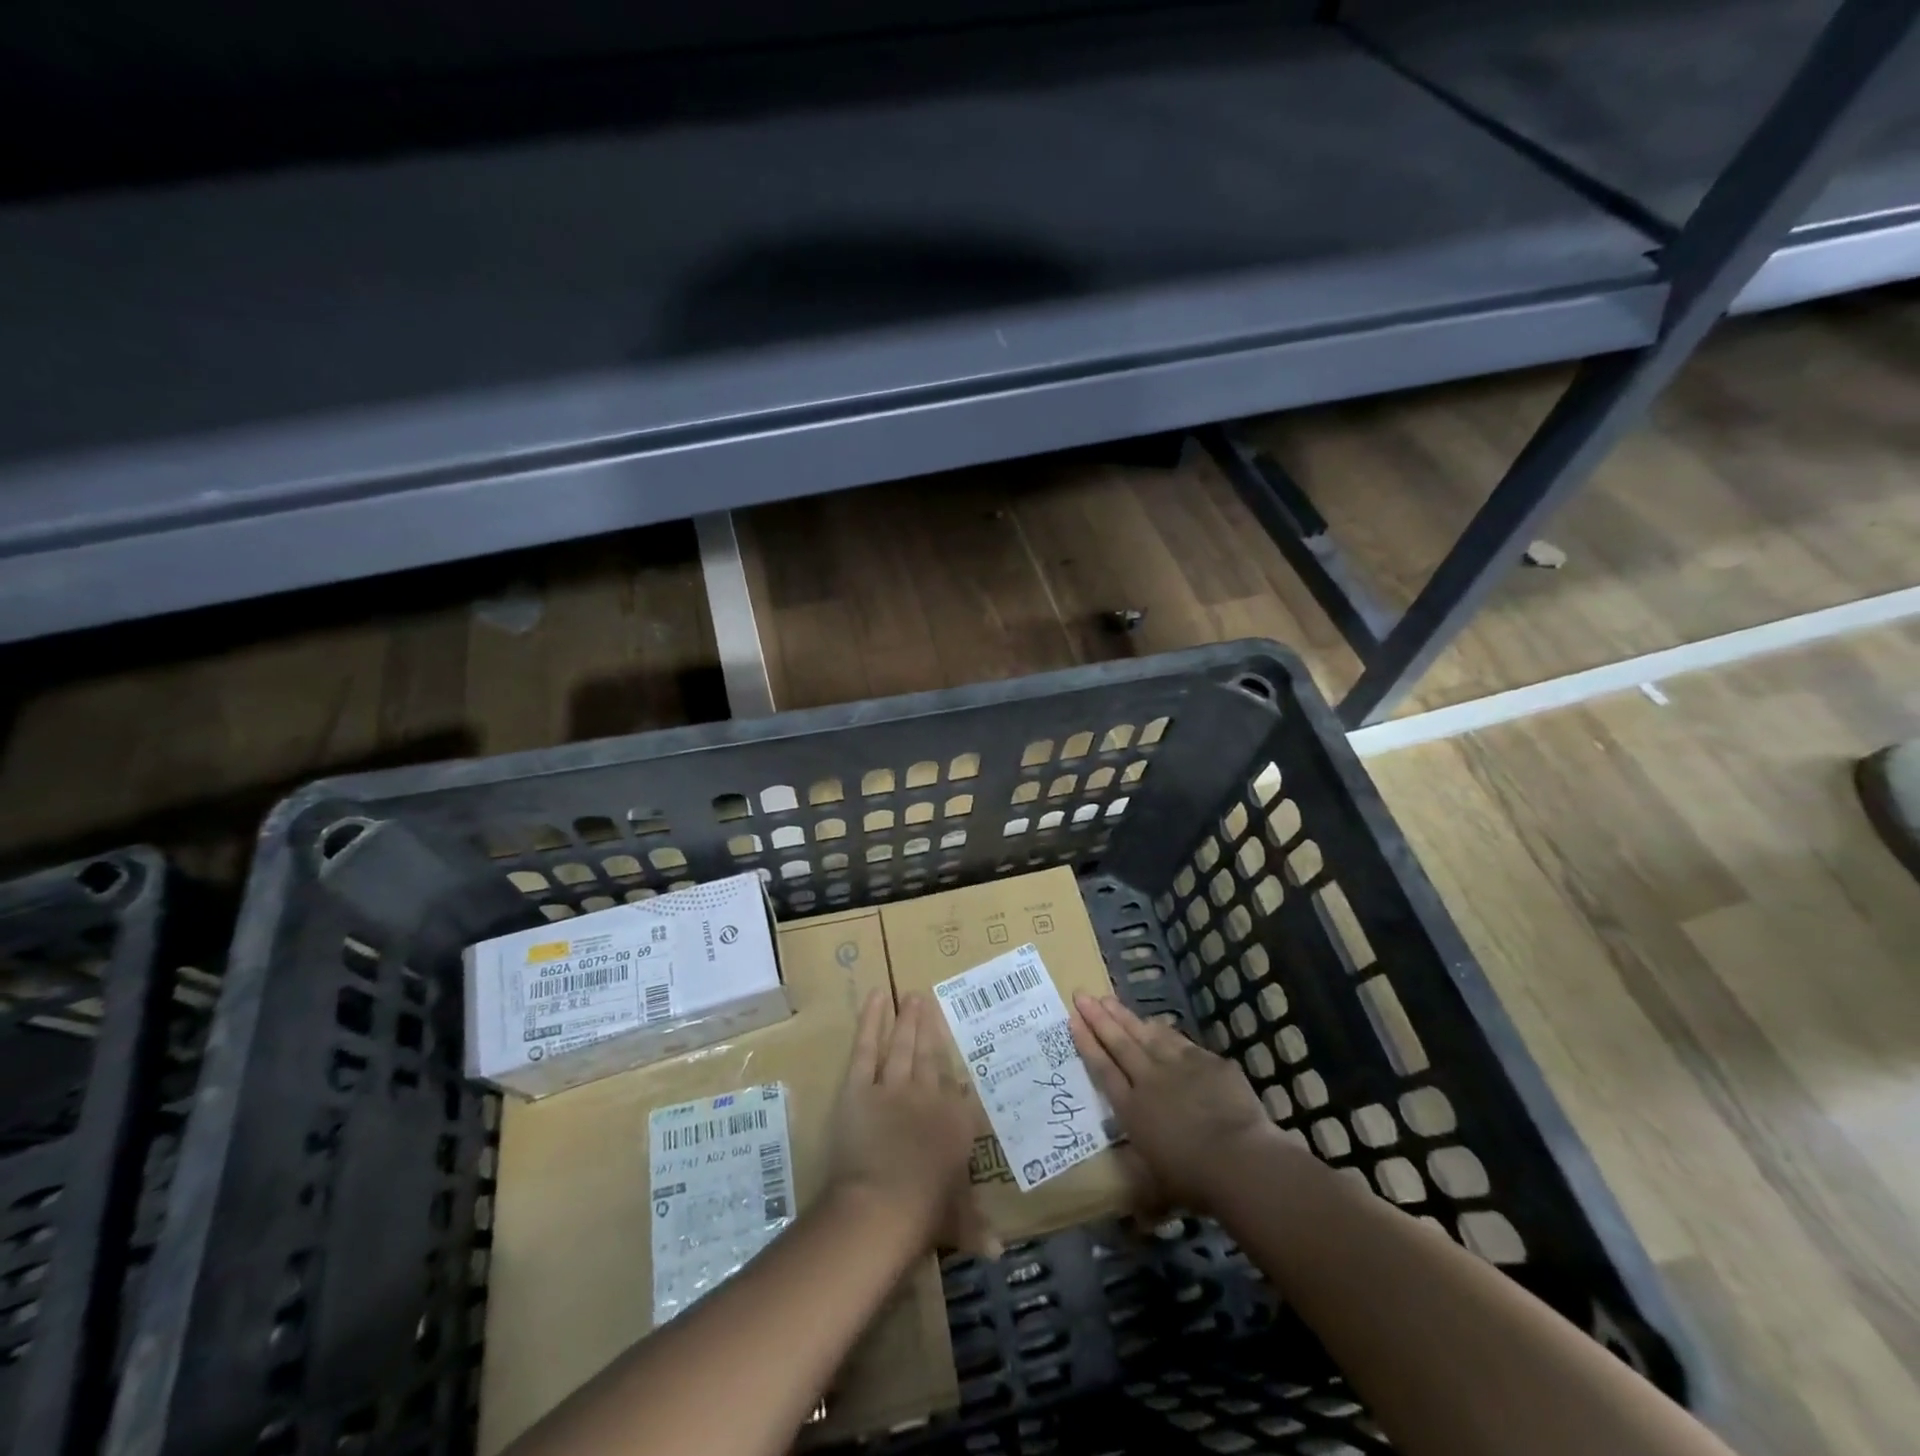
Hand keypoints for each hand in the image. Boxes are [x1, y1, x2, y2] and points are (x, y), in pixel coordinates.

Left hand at [830, 991, 995, 1256]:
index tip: (958, 1054)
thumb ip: (975, 1227)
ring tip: (911, 995)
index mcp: (956, 1124)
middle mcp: (929, 1096)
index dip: (956, 1073)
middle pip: (931, 1056)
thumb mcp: (956, 1222)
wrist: (883, 1206)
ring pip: (902, 1046)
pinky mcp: (860, 1086)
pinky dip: (871, 1021)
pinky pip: (867, 1048)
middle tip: (928, 1000)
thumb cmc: (924, 1215)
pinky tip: (876, 997)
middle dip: (930, 1028)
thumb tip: (999, 1252)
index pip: (960, 1092)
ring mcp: (894, 1086)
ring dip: (907, 1019)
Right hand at [1071, 993, 1278, 1217]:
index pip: (1103, 1069)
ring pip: (1145, 1034)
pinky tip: (1156, 1022)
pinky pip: (1179, 1041)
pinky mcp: (1207, 1061)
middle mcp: (1148, 1080)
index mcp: (1131, 1109)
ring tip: (1109, 999)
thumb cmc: (1194, 1180)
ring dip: (1125, 1016)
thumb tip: (1138, 1221)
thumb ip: (1146, 1193)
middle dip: (1099, 1018)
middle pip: (1119, 1043)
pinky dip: (1163, 1030)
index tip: (1073, 1019)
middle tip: (1082, 994)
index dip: (1087, 1043)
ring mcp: (1178, 1066)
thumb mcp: (1161, 1189)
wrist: (1239, 1159)